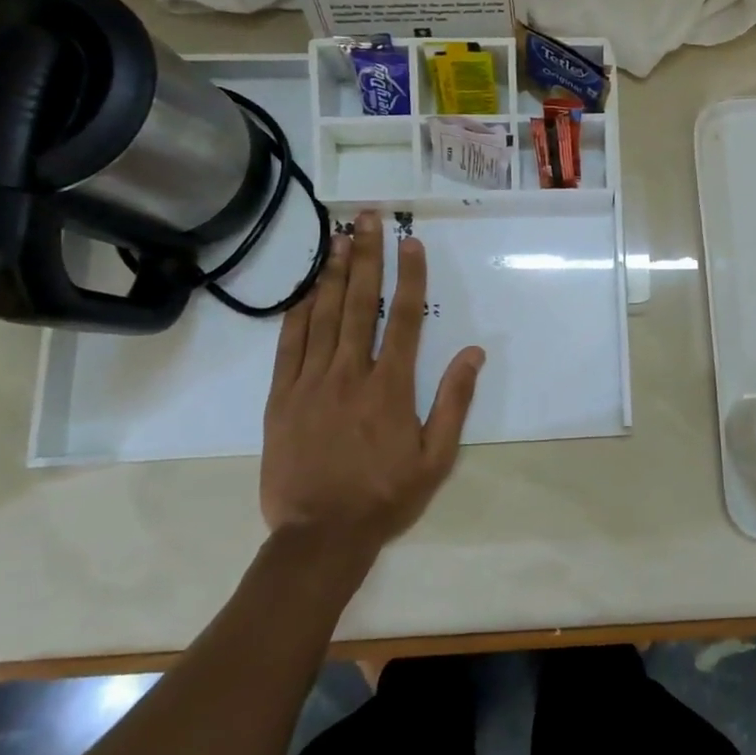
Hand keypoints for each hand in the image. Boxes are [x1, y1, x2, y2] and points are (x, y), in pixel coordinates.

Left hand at [260, 210, 484, 549]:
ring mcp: (310, 384)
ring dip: (332, 274)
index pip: (401, 319)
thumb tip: (473, 352)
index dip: (408, 276)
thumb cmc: (385, 496)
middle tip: (367, 219)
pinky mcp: (281, 398)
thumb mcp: (436, 457)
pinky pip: (289, 346)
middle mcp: (349, 374)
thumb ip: (454, 401)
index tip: (411, 242)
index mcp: (390, 388)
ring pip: (322, 317)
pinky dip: (298, 314)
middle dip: (366, 257)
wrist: (320, 535)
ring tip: (339, 238)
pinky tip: (306, 290)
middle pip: (358, 304)